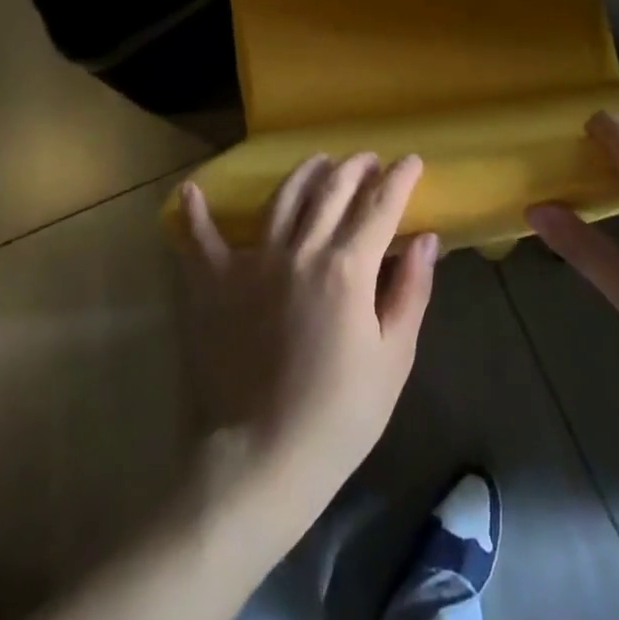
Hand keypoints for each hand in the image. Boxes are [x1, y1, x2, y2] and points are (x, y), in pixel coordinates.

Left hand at [178, 154, 437, 535]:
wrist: (259, 460)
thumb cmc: (339, 416)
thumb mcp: (393, 358)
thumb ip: (410, 290)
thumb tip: (426, 238)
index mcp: (348, 268)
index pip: (380, 206)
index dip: (400, 179)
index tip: (412, 161)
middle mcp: (301, 251)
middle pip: (332, 191)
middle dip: (355, 167)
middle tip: (368, 159)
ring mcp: (253, 263)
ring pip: (282, 199)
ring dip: (304, 173)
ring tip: (319, 160)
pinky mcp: (214, 285)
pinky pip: (201, 240)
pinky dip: (196, 213)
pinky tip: (192, 189)